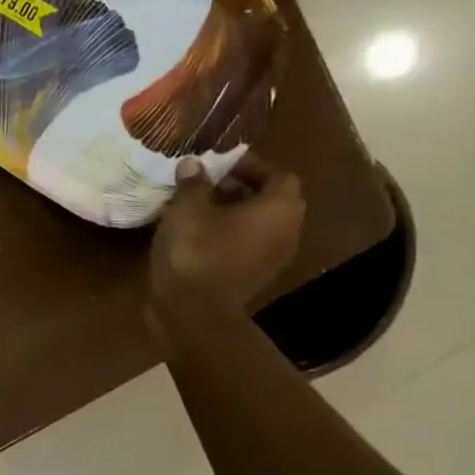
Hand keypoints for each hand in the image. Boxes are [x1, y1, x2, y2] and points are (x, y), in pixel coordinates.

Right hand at [149, 152, 304, 318]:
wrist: (194, 311)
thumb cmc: (196, 250)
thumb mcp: (187, 208)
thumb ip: (193, 182)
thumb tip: (194, 164)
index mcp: (278, 208)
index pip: (279, 175)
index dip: (251, 165)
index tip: (220, 165)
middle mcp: (286, 231)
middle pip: (273, 200)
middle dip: (244, 188)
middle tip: (210, 184)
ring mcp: (273, 258)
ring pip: (261, 225)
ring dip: (237, 213)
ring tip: (201, 209)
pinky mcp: (255, 277)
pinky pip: (249, 245)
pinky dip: (231, 235)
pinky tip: (200, 235)